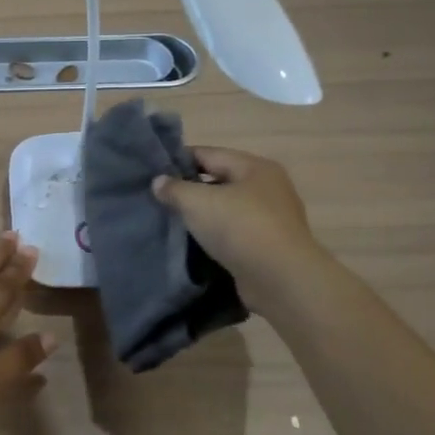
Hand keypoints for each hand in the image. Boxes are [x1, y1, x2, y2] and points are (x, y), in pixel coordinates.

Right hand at [151, 147, 320, 310]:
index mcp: (255, 167)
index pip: (209, 154)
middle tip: (159, 198)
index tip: (153, 172)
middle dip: (191, 189)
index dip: (179, 160)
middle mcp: (268, 188)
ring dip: (204, 215)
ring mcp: (272, 219)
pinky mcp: (269, 247)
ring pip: (228, 209)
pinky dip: (216, 236)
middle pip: (220, 181)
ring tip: (173, 222)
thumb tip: (158, 181)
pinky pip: (235, 234)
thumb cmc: (240, 228)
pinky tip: (196, 244)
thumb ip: (175, 189)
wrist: (281, 280)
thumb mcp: (198, 202)